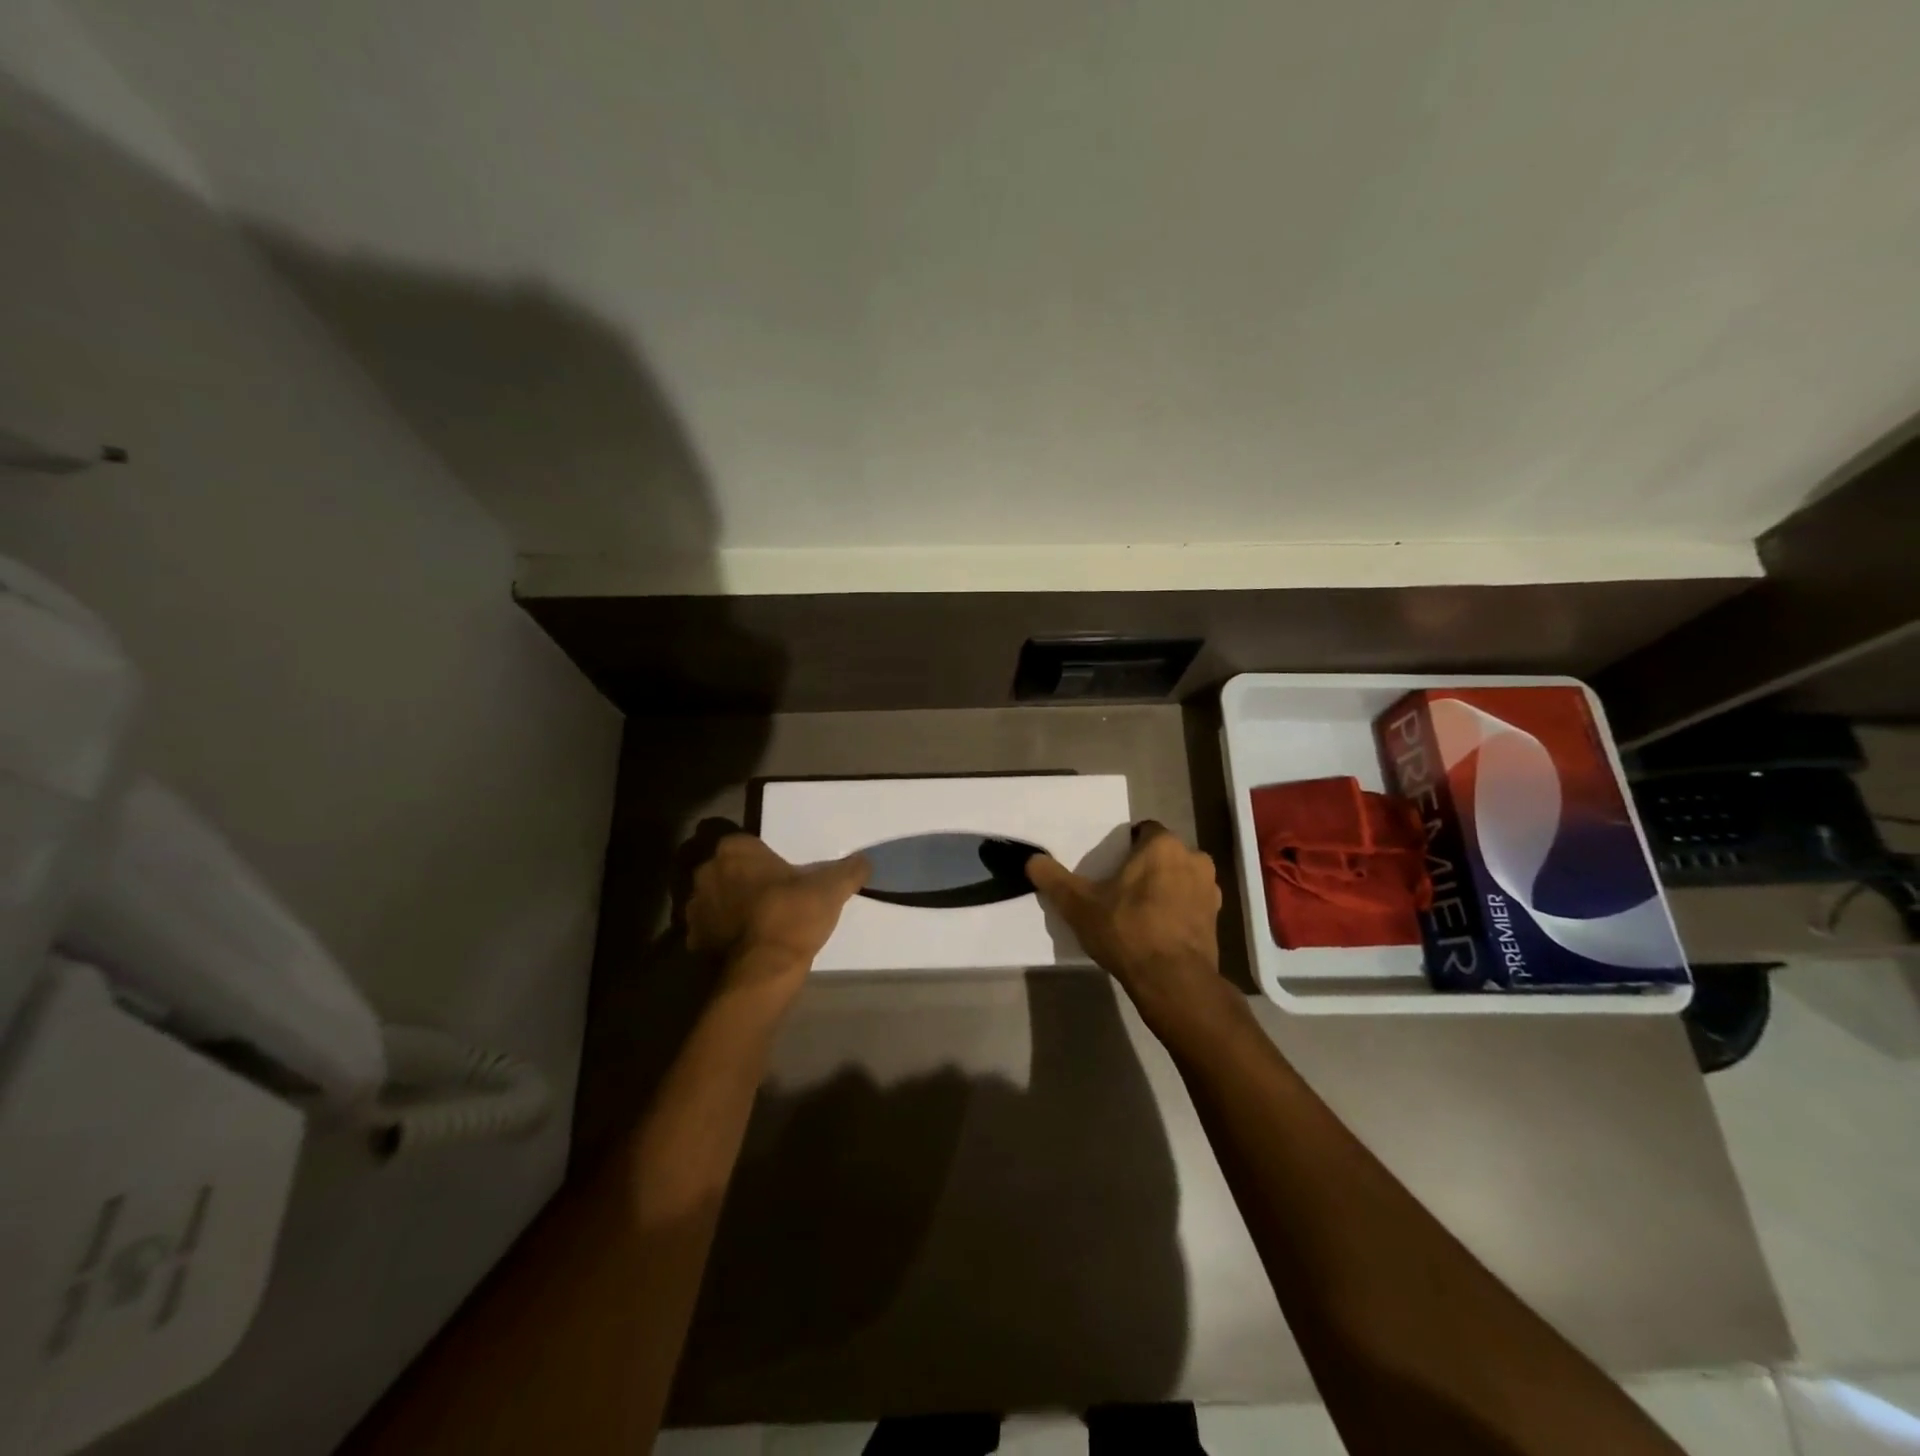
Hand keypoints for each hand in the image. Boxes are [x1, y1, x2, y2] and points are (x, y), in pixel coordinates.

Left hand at [685, 833, 869, 1002]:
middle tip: (766, 891)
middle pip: (722, 867)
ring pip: (711, 897)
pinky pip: (707, 927)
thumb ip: (849, 870)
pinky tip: (742, 942)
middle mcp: (706, 872)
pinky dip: (720, 932)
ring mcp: (694, 907)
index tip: (775, 868)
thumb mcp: (831, 889)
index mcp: (734, 851)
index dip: (757, 854)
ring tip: (754, 919)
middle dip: (738, 876)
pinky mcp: (692, 939)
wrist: (763, 971)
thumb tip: (865, 860)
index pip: (741, 840)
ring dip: (726, 904)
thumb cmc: (792, 916)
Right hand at [1027, 822, 1224, 1025]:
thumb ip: (1055, 880)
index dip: (1125, 847)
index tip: (1109, 868)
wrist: (1174, 981)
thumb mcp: (1080, 905)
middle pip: (1163, 855)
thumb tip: (1032, 860)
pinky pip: (1191, 905)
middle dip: (1145, 868)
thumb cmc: (1128, 930)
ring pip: (1180, 879)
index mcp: (1163, 845)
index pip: (1143, 831)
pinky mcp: (1217, 919)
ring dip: (1164, 889)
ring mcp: (1210, 890)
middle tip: (1120, 890)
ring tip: (1139, 913)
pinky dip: (1177, 912)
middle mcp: (1194, 859)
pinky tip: (1158, 933)